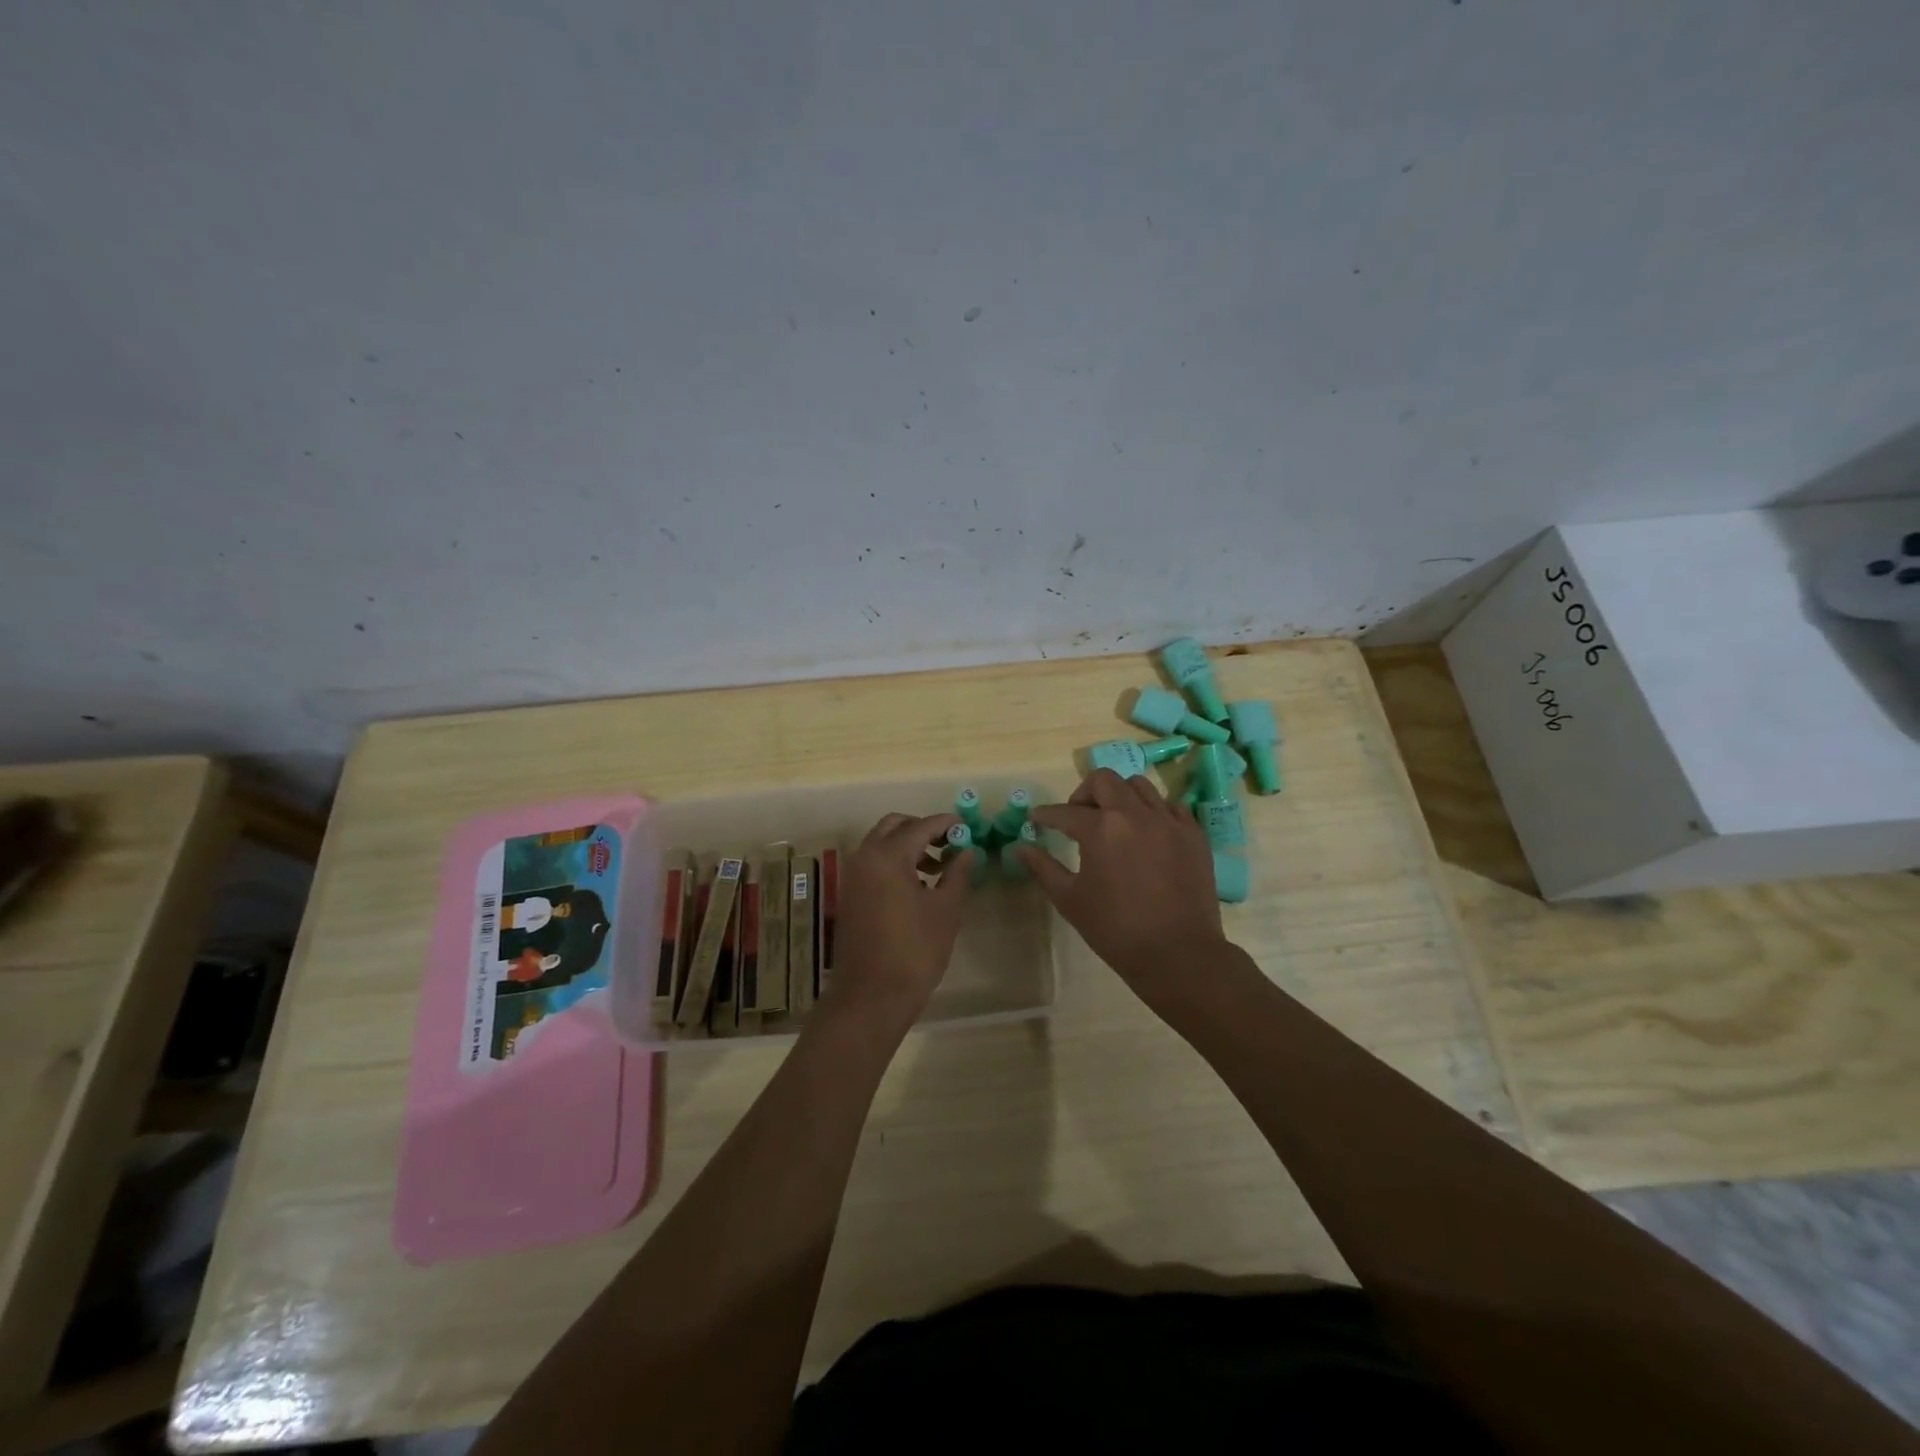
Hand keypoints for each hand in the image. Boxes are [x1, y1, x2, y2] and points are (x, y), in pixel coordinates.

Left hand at [820, 811, 974, 1031]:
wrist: (871, 997)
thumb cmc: (915, 951)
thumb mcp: (946, 910)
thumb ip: (957, 873)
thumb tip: (967, 851)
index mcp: (887, 856)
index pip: (921, 826)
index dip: (946, 824)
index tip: (967, 827)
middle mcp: (864, 858)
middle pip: (894, 826)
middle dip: (922, 829)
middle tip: (949, 844)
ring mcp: (852, 877)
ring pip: (880, 844)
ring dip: (907, 846)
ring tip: (938, 868)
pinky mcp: (849, 896)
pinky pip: (872, 864)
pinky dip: (894, 863)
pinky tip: (917, 886)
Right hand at [1016, 768, 1226, 1007]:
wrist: (1178, 954)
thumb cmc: (1116, 930)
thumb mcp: (1070, 900)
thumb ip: (1043, 868)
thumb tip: (1020, 847)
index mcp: (1101, 829)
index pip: (1064, 811)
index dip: (1045, 814)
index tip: (1036, 818)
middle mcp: (1135, 814)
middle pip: (1104, 780)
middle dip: (1083, 793)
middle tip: (1077, 816)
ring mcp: (1168, 821)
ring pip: (1139, 786)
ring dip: (1119, 795)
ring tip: (1114, 820)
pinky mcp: (1193, 834)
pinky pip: (1171, 806)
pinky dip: (1154, 811)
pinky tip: (1147, 832)